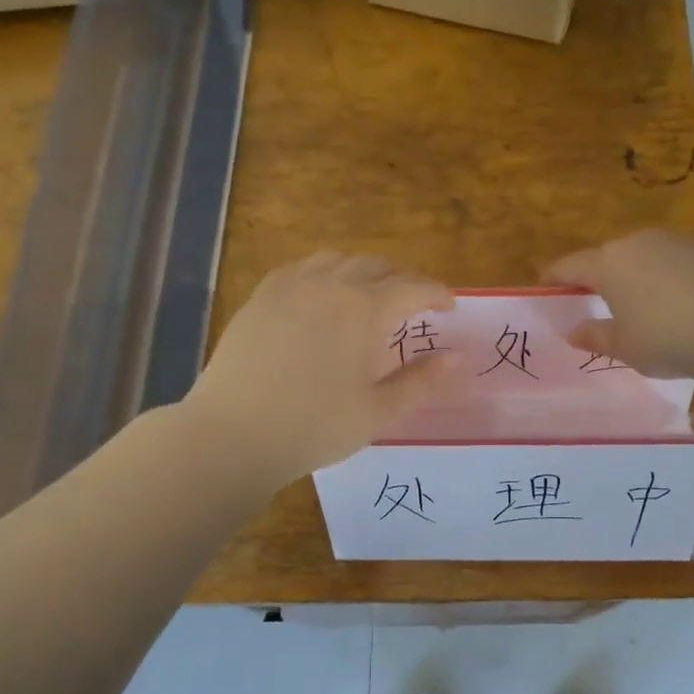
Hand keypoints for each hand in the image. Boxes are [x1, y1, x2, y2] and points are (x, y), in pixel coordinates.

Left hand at [186, 253, 456, 483]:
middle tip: (413, 305)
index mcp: (365, 309)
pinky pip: (301, 269)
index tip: (450, 307)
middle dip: (402, 280)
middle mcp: (330, 284)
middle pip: (376, 266)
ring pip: (337, 260)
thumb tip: (458, 357)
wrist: (234, 433)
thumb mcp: (378, 412)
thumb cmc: (314, 426)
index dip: (437, 293)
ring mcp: (290, 286)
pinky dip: (324, 274)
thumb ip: (421, 381)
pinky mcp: (261, 297)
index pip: (413, 287)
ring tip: (369, 296)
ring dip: (363, 272)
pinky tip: (321, 296)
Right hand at [544, 229, 693, 382]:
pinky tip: (683, 304)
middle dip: (600, 278)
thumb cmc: (670, 339)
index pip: (570, 266)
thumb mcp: (626, 348)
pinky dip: (670, 277)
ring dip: (638, 276)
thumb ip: (595, 337)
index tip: (545, 287)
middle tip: (598, 304)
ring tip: (645, 306)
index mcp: (610, 265)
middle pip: (609, 258)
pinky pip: (676, 261)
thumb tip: (573, 331)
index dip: (554, 277)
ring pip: (645, 256)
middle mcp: (639, 242)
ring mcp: (677, 241)